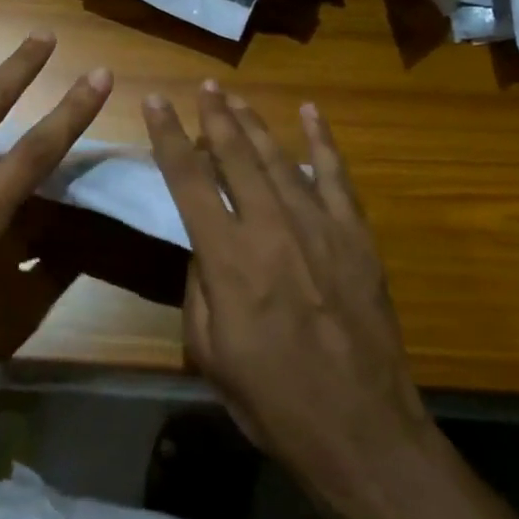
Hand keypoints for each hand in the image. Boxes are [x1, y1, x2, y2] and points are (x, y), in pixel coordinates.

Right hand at [143, 82, 435, 518]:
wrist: (363, 432)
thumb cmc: (274, 401)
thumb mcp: (209, 353)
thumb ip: (199, 288)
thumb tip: (202, 245)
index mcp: (228, 258)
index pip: (188, 180)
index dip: (168, 137)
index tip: (155, 102)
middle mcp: (271, 228)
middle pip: (236, 155)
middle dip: (215, 116)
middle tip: (203, 86)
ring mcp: (319, 227)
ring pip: (279, 158)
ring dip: (254, 123)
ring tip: (235, 97)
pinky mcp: (356, 236)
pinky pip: (336, 176)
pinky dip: (322, 141)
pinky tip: (312, 113)